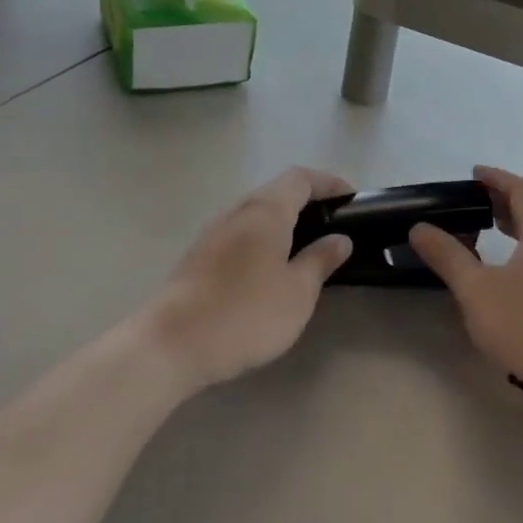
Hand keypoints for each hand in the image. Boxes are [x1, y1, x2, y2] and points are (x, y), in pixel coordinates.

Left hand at [147, 167, 354, 390]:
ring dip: (282, 221)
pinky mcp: (198, 256)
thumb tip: (340, 239)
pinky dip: (262, 239)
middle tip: (332, 224)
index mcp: (266, 211)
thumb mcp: (297, 292)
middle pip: (276, 192)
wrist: (170, 345)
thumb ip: (320, 261)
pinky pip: (239, 233)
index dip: (328, 182)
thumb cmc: (245, 313)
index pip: (301, 178)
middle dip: (307, 201)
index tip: (351, 197)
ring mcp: (213, 233)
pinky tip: (268, 269)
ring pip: (255, 213)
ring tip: (304, 247)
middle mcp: (238, 211)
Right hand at [409, 166, 522, 411]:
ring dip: (516, 224)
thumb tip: (420, 228)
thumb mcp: (477, 290)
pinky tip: (506, 267)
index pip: (522, 190)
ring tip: (488, 227)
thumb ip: (448, 256)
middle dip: (505, 200)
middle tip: (476, 201)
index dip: (497, 179)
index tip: (474, 174)